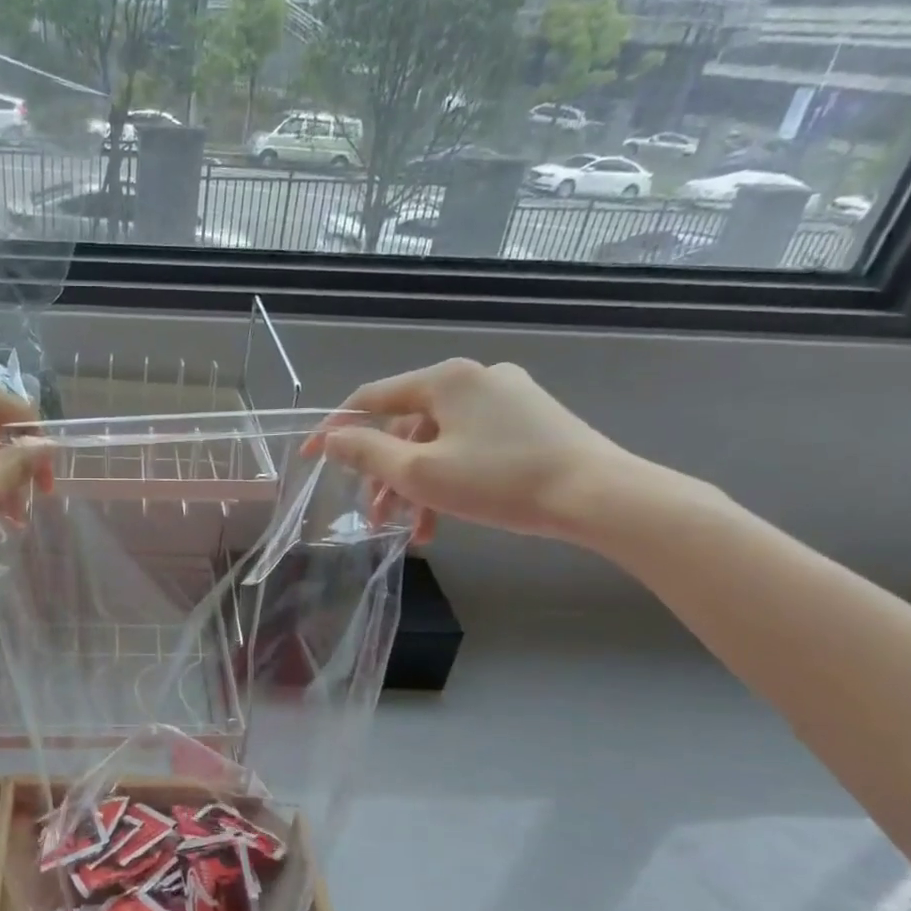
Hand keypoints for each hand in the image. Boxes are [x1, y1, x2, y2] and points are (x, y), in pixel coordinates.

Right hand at [306, 358, 638, 544]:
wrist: (599, 496)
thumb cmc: (500, 480)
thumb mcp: (419, 472)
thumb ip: (366, 452)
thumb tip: (331, 438)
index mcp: (445, 379)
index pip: (371, 399)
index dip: (336, 429)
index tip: (311, 457)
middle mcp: (475, 378)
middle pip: (407, 426)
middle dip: (386, 475)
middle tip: (376, 516)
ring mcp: (507, 398)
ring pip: (439, 442)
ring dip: (417, 486)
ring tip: (412, 532)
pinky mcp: (530, 422)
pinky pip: (470, 447)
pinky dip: (450, 480)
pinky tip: (445, 521)